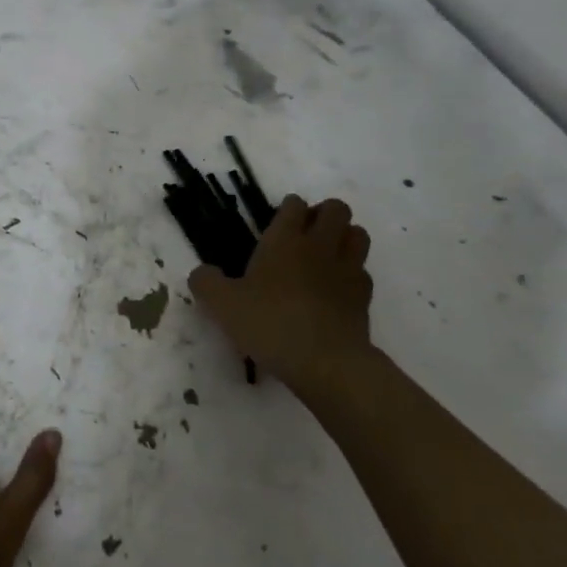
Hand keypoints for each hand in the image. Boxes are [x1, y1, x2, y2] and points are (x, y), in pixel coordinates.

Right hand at [188, 195, 376, 405]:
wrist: (326, 362)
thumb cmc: (270, 324)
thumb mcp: (222, 305)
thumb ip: (206, 283)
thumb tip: (202, 273)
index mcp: (284, 240)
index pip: (294, 204)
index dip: (287, 208)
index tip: (278, 222)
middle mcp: (319, 246)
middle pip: (336, 209)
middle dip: (323, 214)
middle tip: (305, 235)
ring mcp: (347, 270)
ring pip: (357, 234)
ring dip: (344, 237)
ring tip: (326, 255)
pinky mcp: (364, 297)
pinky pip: (362, 271)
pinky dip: (352, 273)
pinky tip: (335, 290)